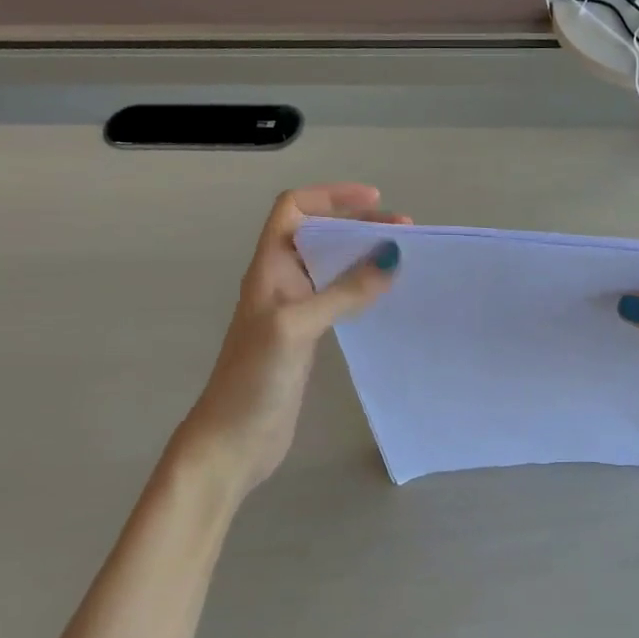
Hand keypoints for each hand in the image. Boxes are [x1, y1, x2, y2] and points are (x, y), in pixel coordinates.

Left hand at [168, 185, 405, 498]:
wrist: (232, 441)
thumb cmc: (254, 378)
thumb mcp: (297, 326)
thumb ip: (344, 292)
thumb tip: (391, 256)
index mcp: (269, 268)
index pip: (294, 209)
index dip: (330, 196)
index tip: (374, 200)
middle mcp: (281, 282)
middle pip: (319, 235)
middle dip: (359, 226)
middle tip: (405, 231)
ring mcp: (294, 311)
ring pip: (331, 267)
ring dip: (363, 257)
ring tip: (402, 260)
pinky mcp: (307, 338)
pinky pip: (338, 299)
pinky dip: (362, 289)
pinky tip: (385, 298)